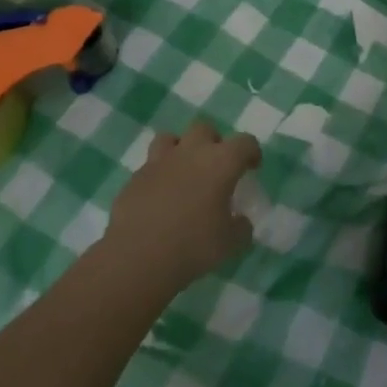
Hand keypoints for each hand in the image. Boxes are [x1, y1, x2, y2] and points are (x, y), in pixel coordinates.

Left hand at [105, 119, 261, 296]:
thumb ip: (240, 227)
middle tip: (216, 167)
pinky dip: (159, 176)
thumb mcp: (230, 243)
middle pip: (205, 128)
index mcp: (220, 163)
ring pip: (170, 138)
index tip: (252, 168)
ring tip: (184, 173)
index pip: (245, 142)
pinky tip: (160, 198)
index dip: (251, 152)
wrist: (137, 258)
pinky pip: (150, 166)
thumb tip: (240, 221)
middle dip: (213, 142)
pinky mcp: (134, 178)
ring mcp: (158, 163)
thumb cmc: (193, 246)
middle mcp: (190, 153)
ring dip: (181, 149)